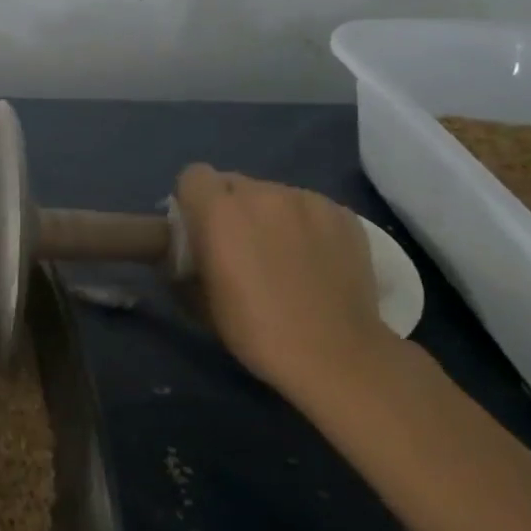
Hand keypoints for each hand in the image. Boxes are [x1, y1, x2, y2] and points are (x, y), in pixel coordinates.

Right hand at [175, 165, 385, 392]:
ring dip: (270, 215)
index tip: (201, 228)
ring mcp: (306, 200)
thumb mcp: (199, 298)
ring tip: (284, 254)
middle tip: (241, 245)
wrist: (335, 354)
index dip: (194, 199)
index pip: (194, 175)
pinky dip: (305, 225)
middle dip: (231, 207)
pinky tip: (315, 259)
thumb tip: (189, 250)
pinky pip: (310, 208)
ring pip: (274, 194)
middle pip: (234, 183)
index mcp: (219, 210)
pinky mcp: (342, 214)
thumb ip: (188, 259)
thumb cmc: (255, 329)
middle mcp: (261, 193)